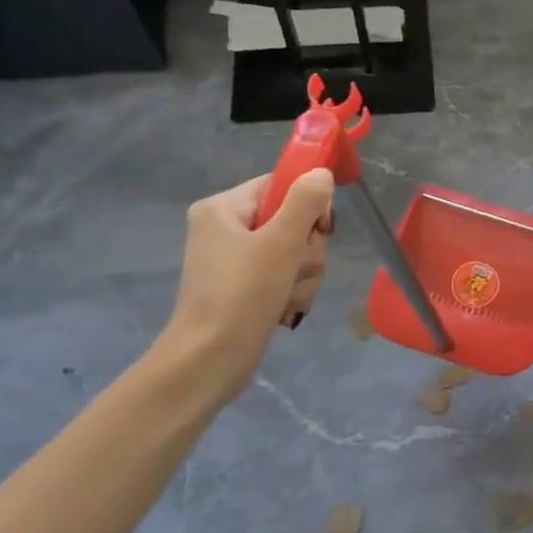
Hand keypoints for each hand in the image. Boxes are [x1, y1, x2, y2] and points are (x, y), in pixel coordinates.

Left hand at [161, 169, 333, 394]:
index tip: (319, 230)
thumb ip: (305, 202)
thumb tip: (321, 172)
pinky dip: (291, 291)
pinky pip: (283, 275)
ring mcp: (233, 259)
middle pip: (291, 220)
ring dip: (303, 275)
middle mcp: (225, 228)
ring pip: (293, 252)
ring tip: (287, 295)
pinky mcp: (243, 286)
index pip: (280, 185)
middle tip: (295, 269)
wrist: (211, 360)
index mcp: (223, 208)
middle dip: (306, 250)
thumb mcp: (281, 242)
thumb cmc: (243, 294)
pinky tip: (283, 308)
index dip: (307, 204)